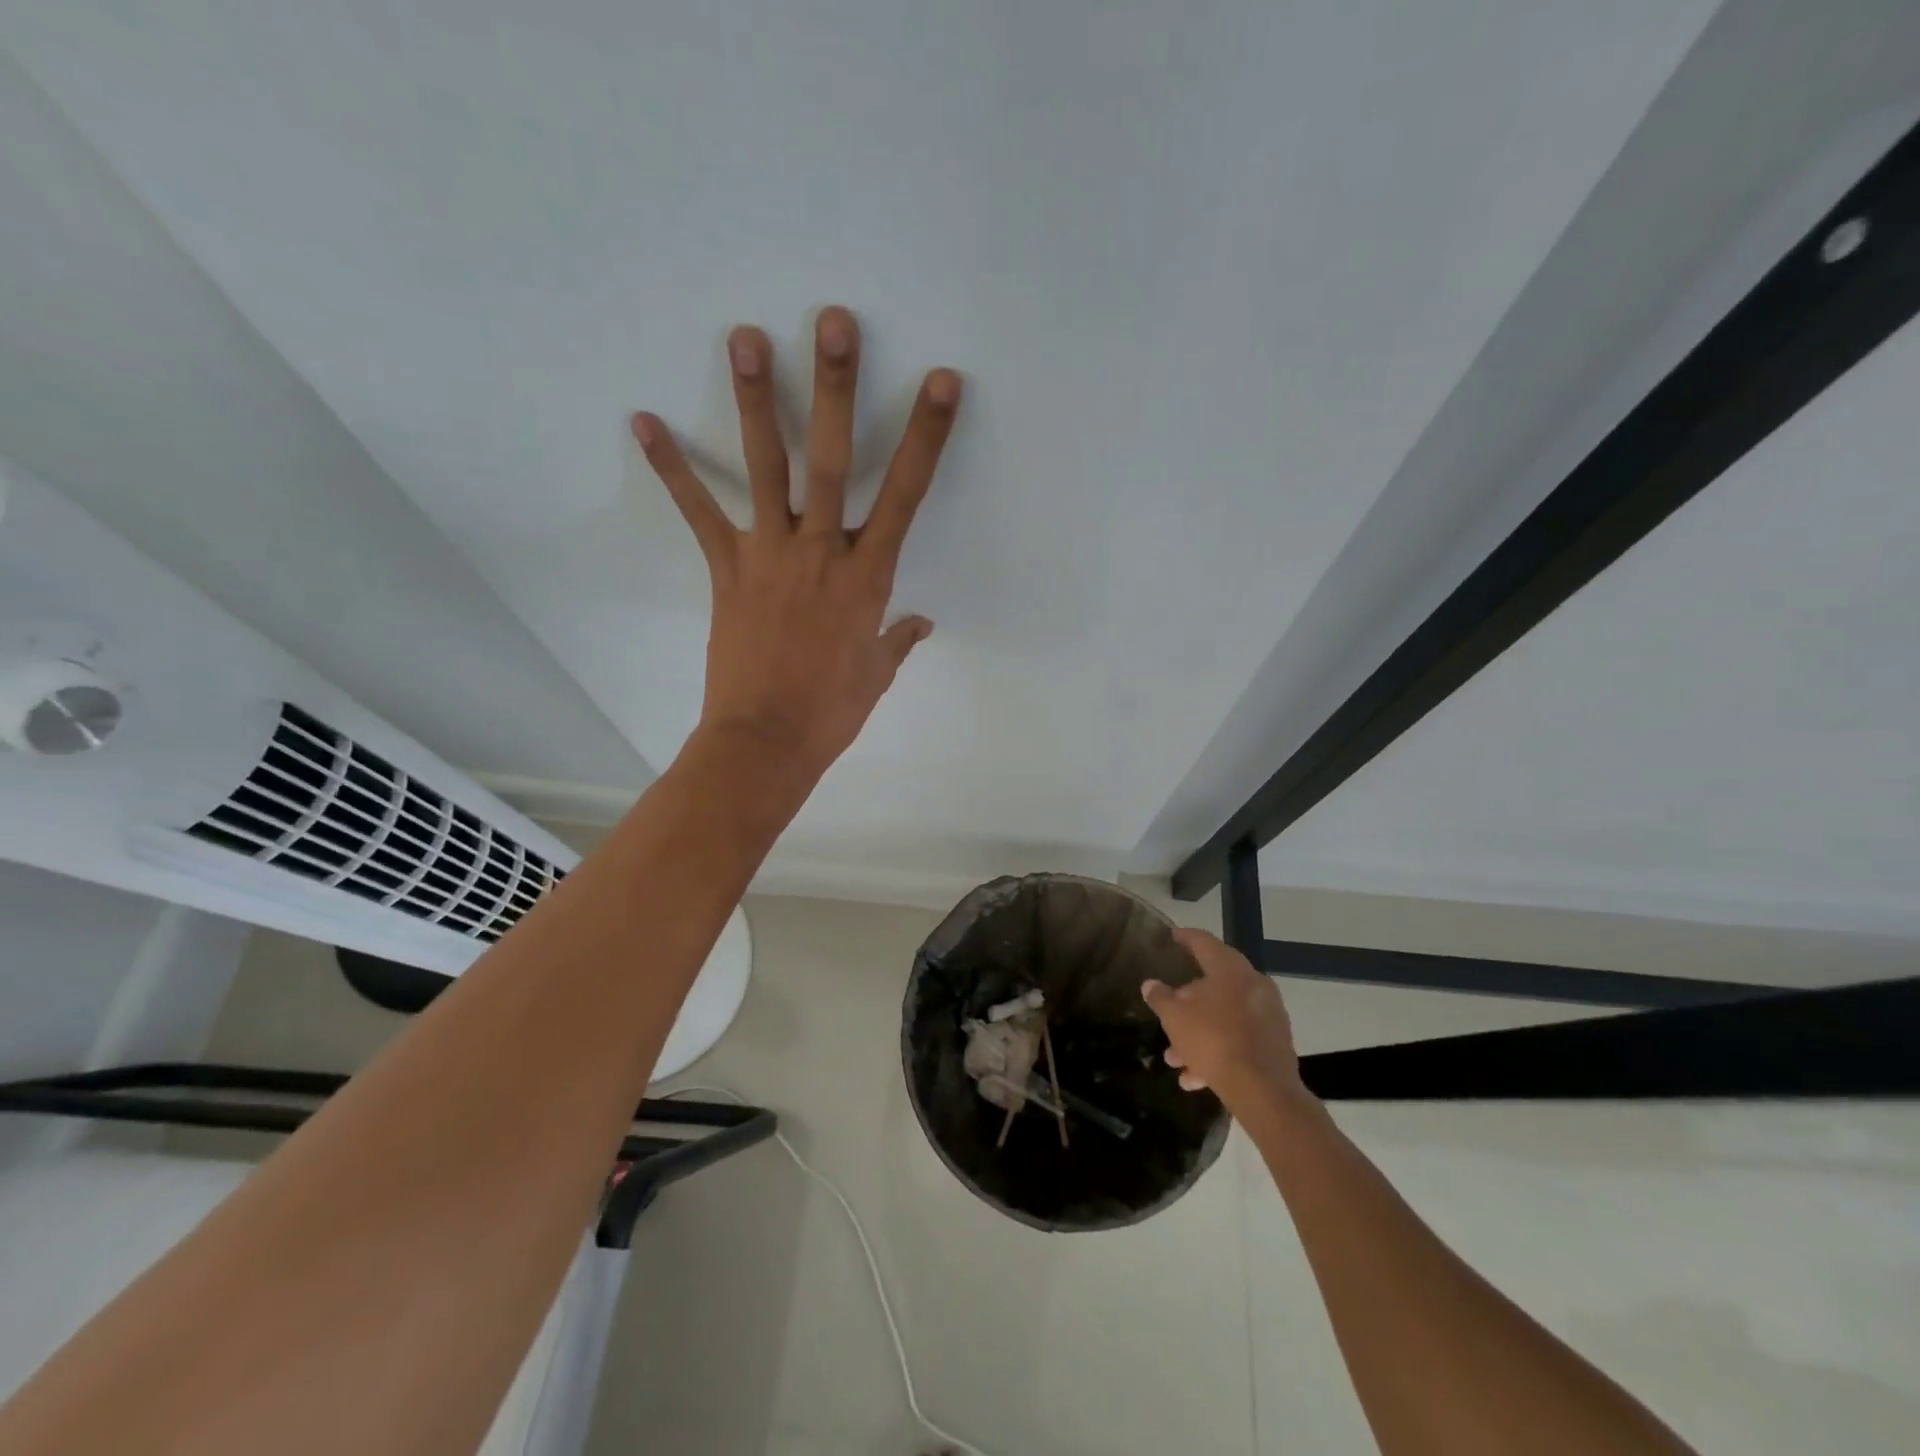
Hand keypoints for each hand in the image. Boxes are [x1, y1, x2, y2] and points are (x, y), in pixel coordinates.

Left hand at [631, 305, 961, 778]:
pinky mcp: (727, 570)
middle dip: (835, 388)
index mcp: (867, 576)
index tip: (939, 382)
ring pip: (764, 467)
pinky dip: (672, 469)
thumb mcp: (877, 675)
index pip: (905, 494)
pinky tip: (644, 420)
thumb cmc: (831, 711)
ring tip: (745, 335)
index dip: (925, 436)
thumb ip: (898, 640)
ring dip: (755, 399)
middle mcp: (820, 551)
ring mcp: (769, 555)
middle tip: (833, 322)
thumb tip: (920, 623)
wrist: (766, 742)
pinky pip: (699, 513)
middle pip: (830, 459)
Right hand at [1143, 928, 1309, 1109]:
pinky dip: (1217, 1051)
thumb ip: (1160, 997)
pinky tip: (1194, 1077)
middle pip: (1214, 985)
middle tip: (1168, 1010)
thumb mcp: (1175, 1017)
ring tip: (1174, 1058)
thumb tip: (1150, 984)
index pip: (1204, 942)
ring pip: (1224, 1017)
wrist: (1264, 1091)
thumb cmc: (1214, 1040)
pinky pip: (1238, 1040)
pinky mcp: (1275, 1044)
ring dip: (1198, 1034)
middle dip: (1187, 1003)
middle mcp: (1253, 985)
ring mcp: (1268, 1015)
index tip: (1172, 936)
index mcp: (1230, 969)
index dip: (1185, 938)